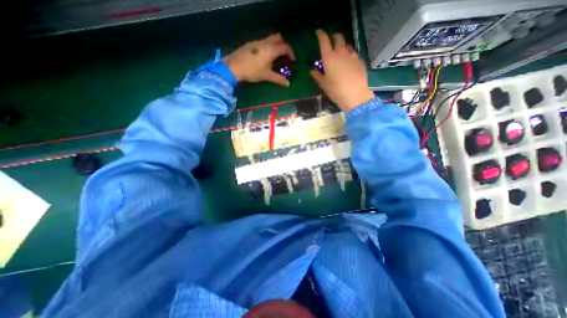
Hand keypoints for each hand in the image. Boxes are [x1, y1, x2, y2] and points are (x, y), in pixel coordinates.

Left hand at [223, 33, 296, 85]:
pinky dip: (267, 47)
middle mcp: (265, 42)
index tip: (293, 61)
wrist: (234, 66)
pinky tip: (264, 57)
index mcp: (271, 49)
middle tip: (284, 56)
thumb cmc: (252, 71)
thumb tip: (287, 84)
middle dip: (284, 45)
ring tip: (275, 57)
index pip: (285, 47)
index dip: (291, 53)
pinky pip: (263, 42)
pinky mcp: (251, 44)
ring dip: (275, 45)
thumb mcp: (267, 76)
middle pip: (278, 38)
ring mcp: (257, 42)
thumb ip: (278, 79)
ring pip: (270, 39)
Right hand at [309, 30, 375, 111]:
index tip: (318, 33)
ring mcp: (352, 55)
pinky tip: (348, 63)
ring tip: (340, 53)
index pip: (324, 40)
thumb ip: (317, 76)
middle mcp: (341, 52)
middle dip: (333, 37)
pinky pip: (354, 53)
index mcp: (329, 57)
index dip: (320, 34)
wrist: (355, 95)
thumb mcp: (323, 84)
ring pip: (347, 45)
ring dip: (342, 46)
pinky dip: (349, 55)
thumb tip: (312, 71)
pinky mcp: (360, 61)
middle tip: (331, 41)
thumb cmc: (336, 90)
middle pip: (338, 37)